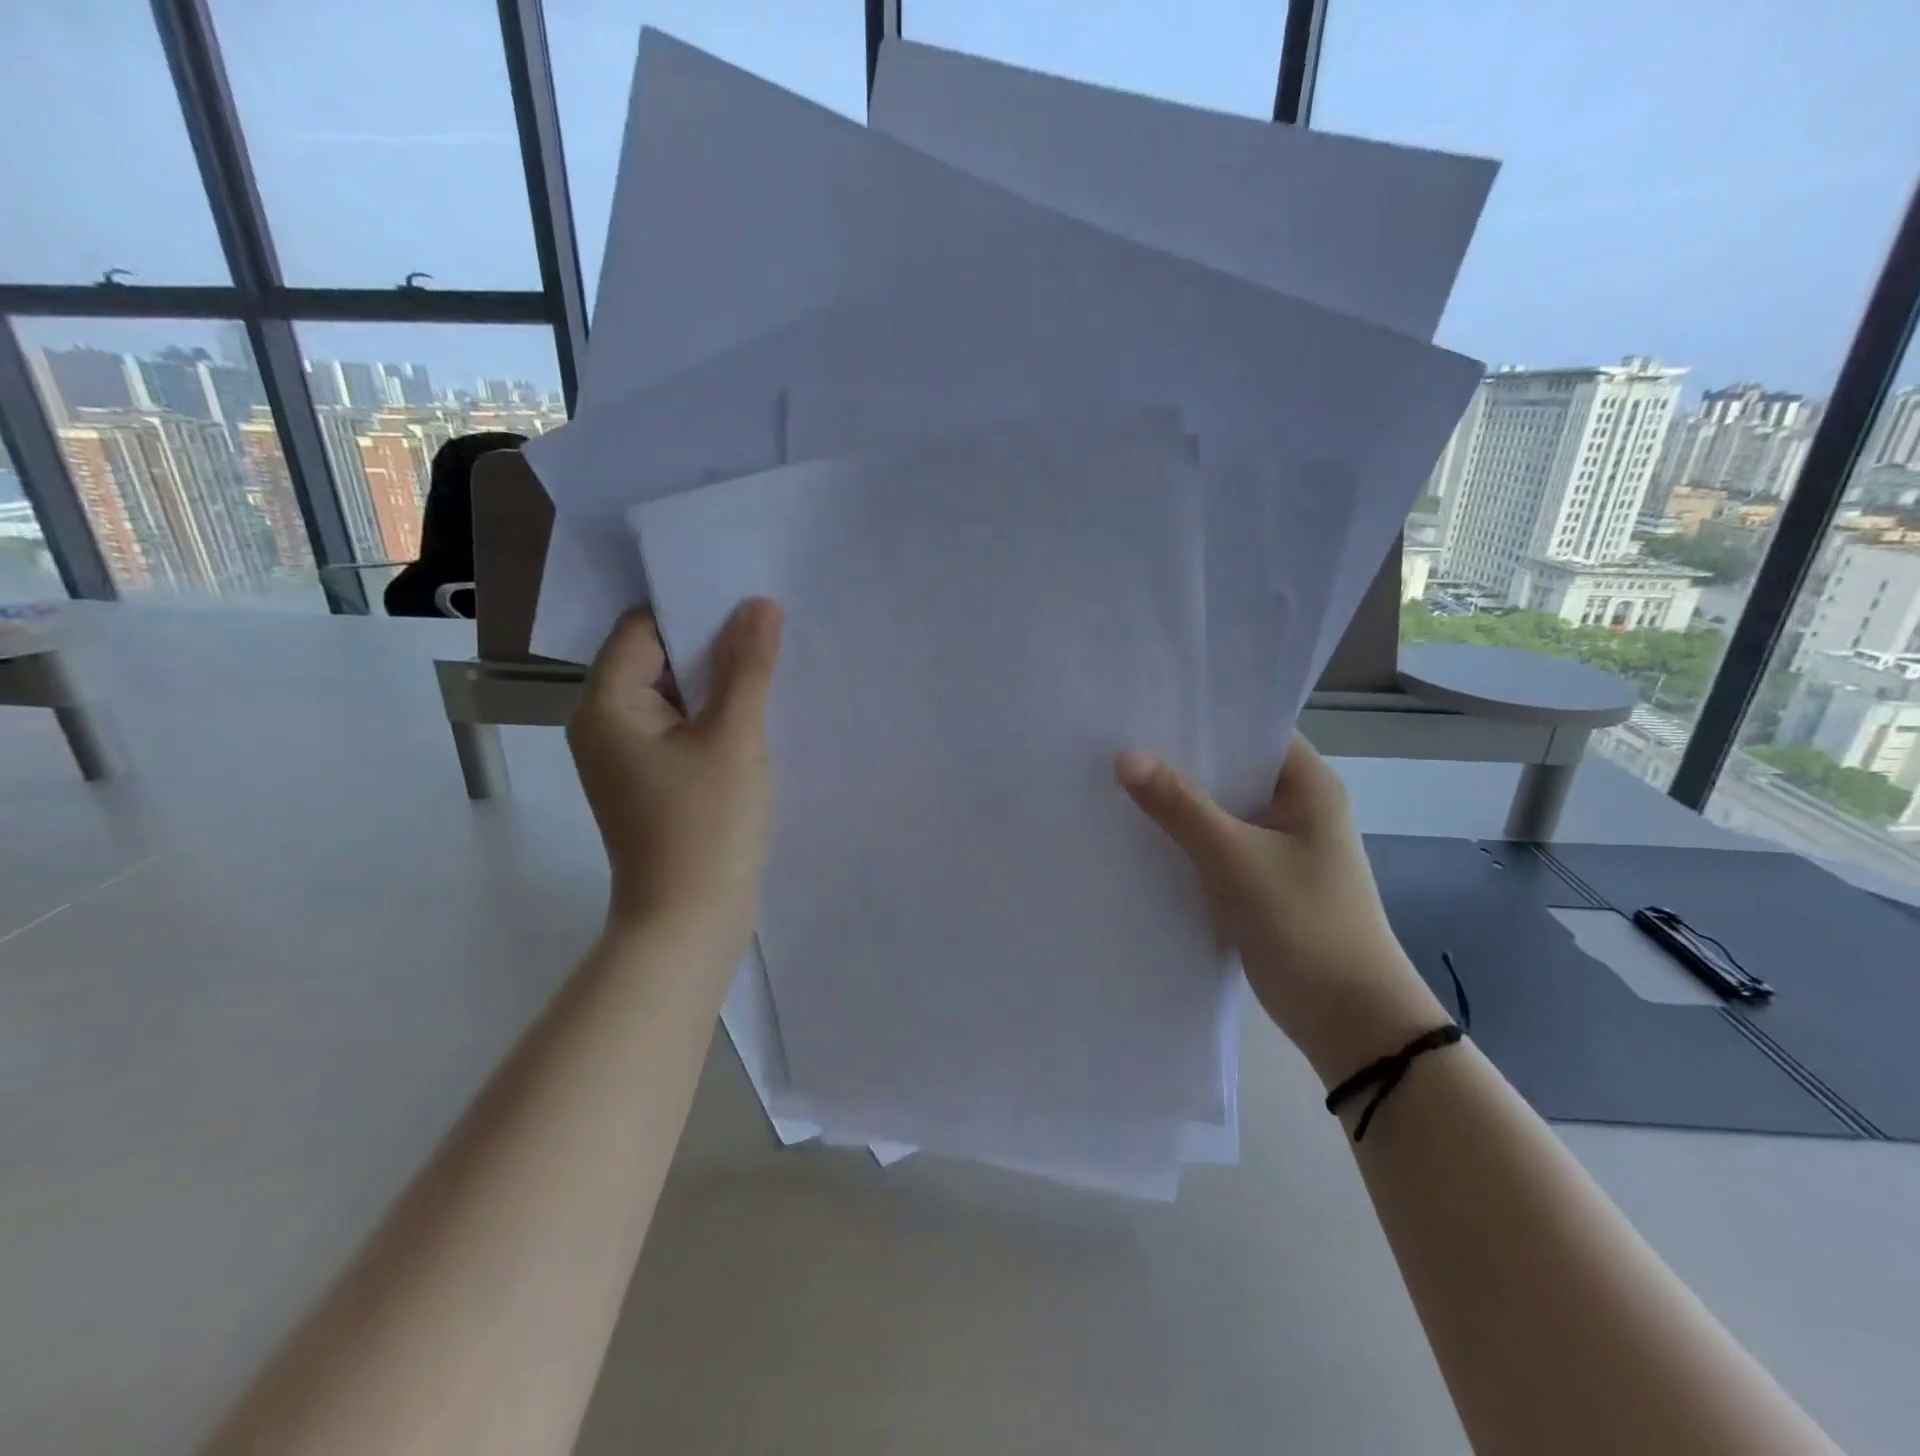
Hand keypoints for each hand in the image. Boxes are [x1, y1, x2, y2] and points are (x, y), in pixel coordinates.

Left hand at [568, 599, 783, 949]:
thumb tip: (759, 605)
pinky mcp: (653, 781)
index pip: (645, 628)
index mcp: (607, 704)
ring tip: (772, 665)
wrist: (690, 922)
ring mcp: (628, 756)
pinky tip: (757, 712)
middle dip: (713, 644)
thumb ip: (747, 666)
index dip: (695, 608)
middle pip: (658, 658)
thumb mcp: (734, 737)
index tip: (750, 602)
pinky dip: (715, 716)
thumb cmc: (706, 825)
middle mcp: (605, 723)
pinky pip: (682, 728)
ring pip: (675, 695)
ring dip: (719, 681)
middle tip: (771, 629)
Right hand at [1116, 733, 1445, 1084]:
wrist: (1347, 1019)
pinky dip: (1182, 838)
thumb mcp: (1235, 858)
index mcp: (1307, 785)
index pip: (1251, 728)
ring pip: (1217, 809)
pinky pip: (1213, 844)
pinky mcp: (1259, 880)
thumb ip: (1179, 806)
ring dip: (1176, 801)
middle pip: (1229, 768)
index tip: (1145, 703)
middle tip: (1115, 739)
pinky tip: (1136, 832)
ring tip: (1114, 778)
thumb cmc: (1304, 924)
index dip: (1202, 714)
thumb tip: (1125, 756)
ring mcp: (1277, 845)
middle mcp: (1294, 806)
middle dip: (1177, 759)